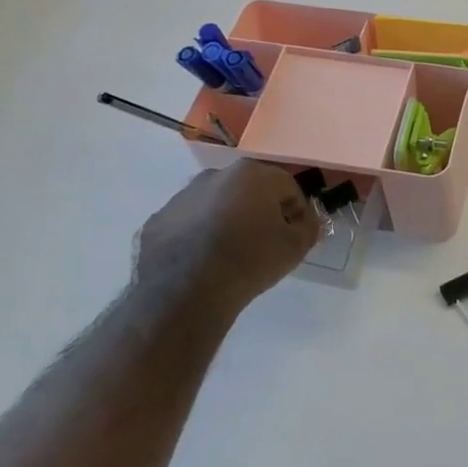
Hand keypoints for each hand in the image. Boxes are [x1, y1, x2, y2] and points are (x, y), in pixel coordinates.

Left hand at [134, 163, 321, 316]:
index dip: (297, 211)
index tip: (296, 234)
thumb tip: (304, 221)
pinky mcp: (158, 220)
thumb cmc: (249, 261)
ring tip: (231, 254)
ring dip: (227, 220)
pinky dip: (198, 235)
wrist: (186, 292)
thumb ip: (309, 227)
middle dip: (260, 211)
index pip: (287, 187)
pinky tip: (203, 261)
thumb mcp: (296, 247)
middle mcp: (215, 175)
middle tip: (265, 242)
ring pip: (216, 204)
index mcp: (252, 174)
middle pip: (249, 190)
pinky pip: (188, 224)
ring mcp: (182, 197)